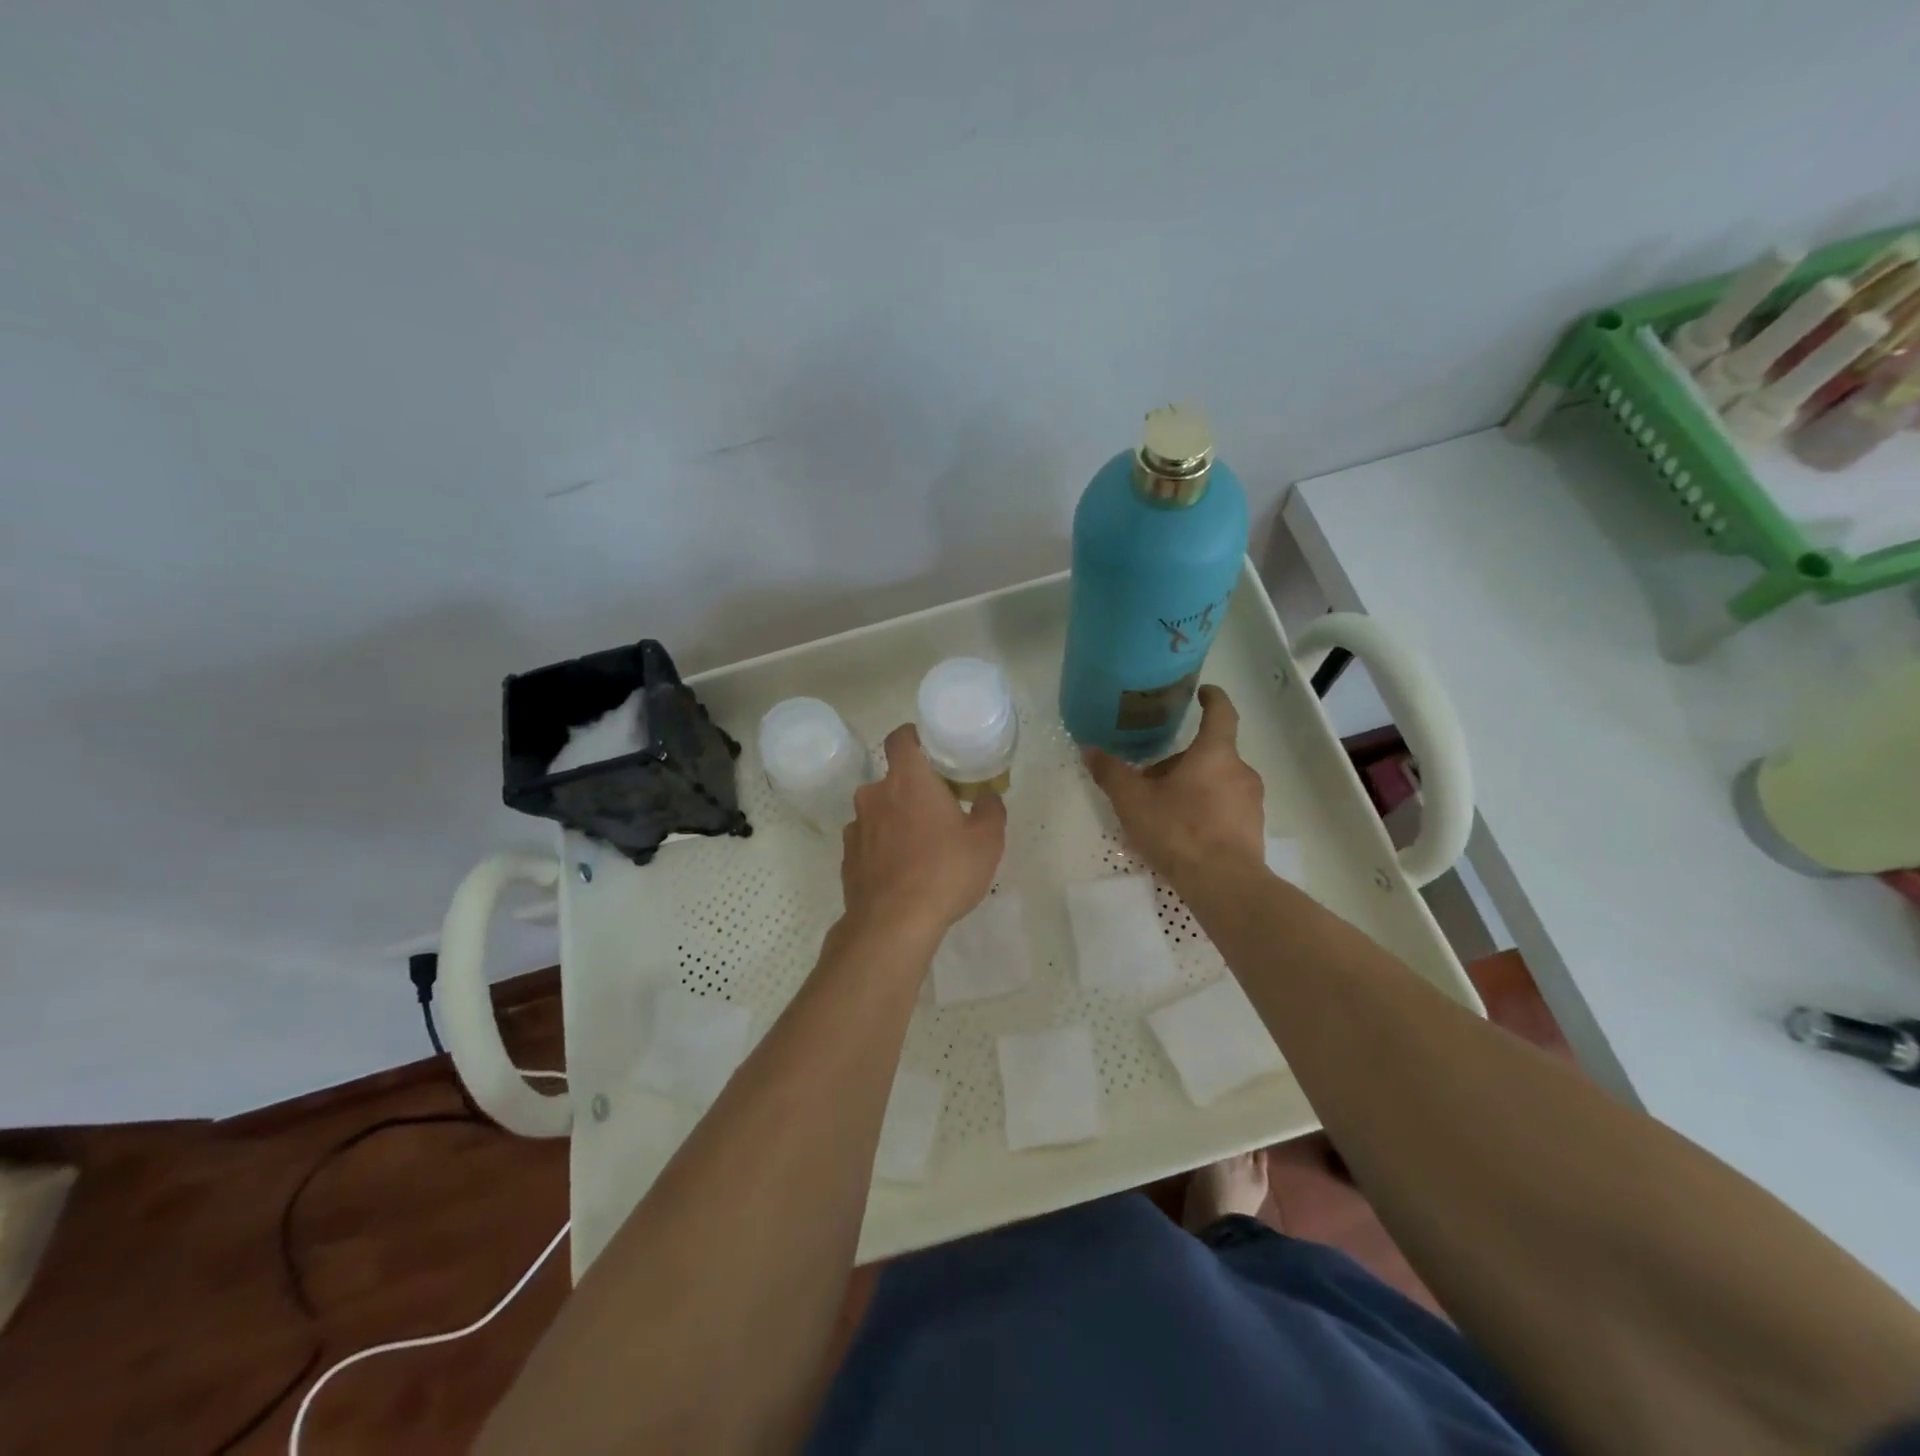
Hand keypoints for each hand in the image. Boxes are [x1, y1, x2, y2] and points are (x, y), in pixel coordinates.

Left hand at [840, 724, 1006, 943]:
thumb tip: (988, 796)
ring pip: (879, 812)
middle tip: (939, 811)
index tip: (931, 749)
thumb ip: (991, 810)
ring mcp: (856, 827)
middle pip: (893, 780)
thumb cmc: (945, 872)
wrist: (893, 924)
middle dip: (913, 791)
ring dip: (897, 821)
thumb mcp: (987, 841)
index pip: (900, 738)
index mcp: (908, 780)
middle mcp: (874, 795)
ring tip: (921, 849)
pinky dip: (883, 848)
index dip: (914, 737)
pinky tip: (902, 872)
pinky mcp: (847, 858)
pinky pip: (869, 842)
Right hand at [1083, 686, 1263, 886]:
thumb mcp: (1133, 801)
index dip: (1212, 698)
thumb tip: (1088, 748)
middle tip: (1151, 777)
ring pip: (1218, 782)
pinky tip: (1183, 833)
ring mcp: (1252, 802)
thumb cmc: (1179, 830)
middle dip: (1182, 760)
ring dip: (1193, 786)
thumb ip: (1111, 773)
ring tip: (1163, 809)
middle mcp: (1240, 771)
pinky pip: (1226, 808)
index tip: (1203, 692)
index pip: (1221, 713)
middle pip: (1210, 753)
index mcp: (1215, 754)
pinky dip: (1206, 810)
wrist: (1224, 884)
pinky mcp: (1253, 829)